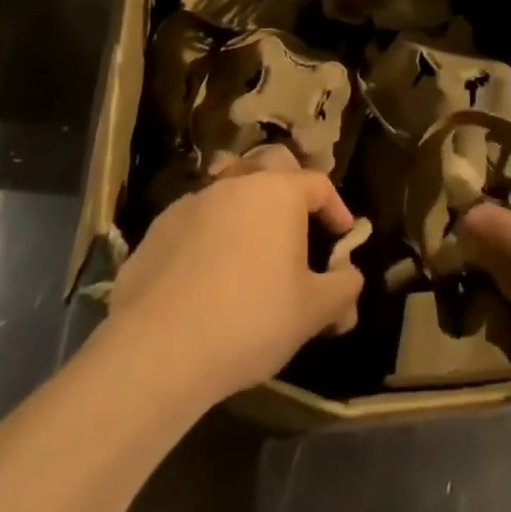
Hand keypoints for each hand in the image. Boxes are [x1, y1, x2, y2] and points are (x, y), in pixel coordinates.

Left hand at [105, 144, 365, 401]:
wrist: (159, 347)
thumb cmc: (250, 320)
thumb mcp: (311, 312)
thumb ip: (342, 289)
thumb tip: (351, 278)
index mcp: (279, 192)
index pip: (318, 184)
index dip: (336, 208)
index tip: (342, 237)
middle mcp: (237, 183)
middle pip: (271, 164)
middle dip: (290, 184)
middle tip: (297, 221)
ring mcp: (194, 201)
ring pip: (229, 186)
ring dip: (246, 206)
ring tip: (251, 244)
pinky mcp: (160, 227)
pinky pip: (196, 217)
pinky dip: (210, 232)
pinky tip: (207, 270)